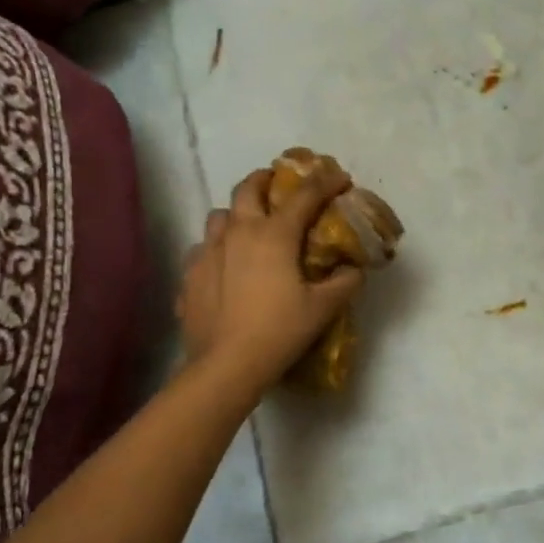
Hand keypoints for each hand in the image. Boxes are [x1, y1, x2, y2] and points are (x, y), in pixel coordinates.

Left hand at [175, 164, 364, 395]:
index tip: (340, 177)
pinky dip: (216, 250)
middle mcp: (237, 232)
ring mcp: (208, 251)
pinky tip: (224, 268)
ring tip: (247, 227)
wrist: (226, 365)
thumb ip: (344, 283)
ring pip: (219, 216)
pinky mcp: (189, 275)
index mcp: (274, 234)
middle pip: (248, 188)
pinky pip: (202, 250)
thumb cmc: (279, 330)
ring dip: (235, 214)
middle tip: (278, 183)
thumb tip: (354, 269)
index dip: (325, 182)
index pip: (304, 195)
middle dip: (265, 178)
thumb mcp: (323, 308)